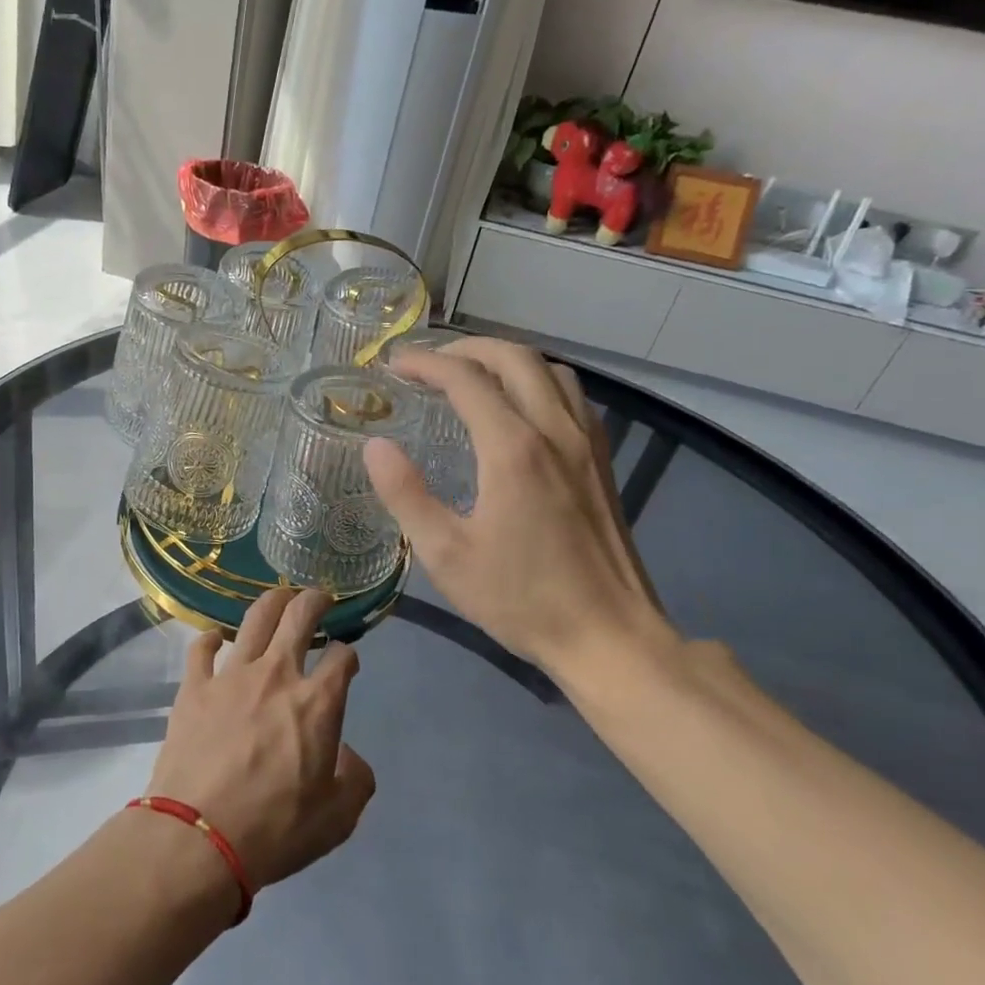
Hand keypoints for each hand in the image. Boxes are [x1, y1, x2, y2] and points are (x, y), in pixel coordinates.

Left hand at [146, 589, 376, 890]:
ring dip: (271, 602)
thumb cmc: (275, 829)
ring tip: (279, 598)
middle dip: (315, 600)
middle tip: (319, 598)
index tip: (346, 662)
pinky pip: (201, 648)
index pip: (342, 658)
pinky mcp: (194, 687)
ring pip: (254, 619)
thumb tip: (346, 754)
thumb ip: (355, 778)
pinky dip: (210, 639)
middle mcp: (276, 675)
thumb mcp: (337, 818)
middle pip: (299, 617)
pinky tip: (215, 640)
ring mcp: (231, 676)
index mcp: (317, 702)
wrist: (198, 837)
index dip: (348, 655)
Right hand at [364, 337, 676, 681]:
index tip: (394, 364)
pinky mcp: (602, 462)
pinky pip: (572, 396)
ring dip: (507, 360)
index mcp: (513, 449)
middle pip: (514, 357)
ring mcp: (586, 444)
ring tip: (472, 377)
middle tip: (429, 363)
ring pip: (551, 370)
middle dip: (466, 348)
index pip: (466, 378)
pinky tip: (521, 409)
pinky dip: (539, 382)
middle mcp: (555, 430)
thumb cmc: (520, 598)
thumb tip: (376, 446)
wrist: (609, 636)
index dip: (426, 363)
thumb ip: (406, 494)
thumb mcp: (447, 554)